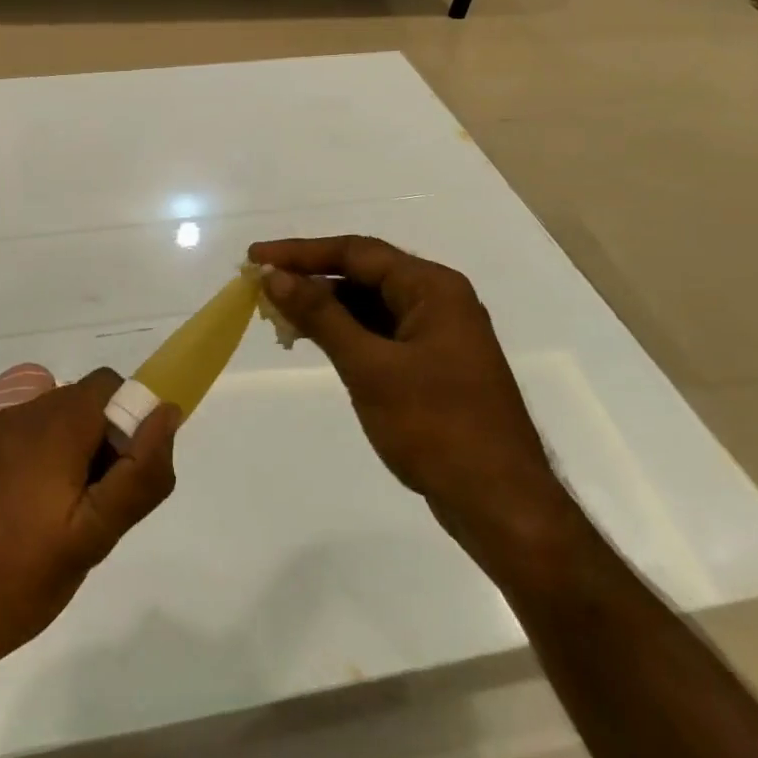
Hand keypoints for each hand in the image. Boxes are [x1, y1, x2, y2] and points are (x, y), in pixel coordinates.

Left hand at [0, 369, 178, 683]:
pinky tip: (29, 527)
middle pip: (84, 404)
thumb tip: (167, 413)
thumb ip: (139, 475)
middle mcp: (23, 415)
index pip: (113, 386)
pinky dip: (43, 468)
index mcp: (56, 423)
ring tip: (65, 525)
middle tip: (98, 511)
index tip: (125, 480)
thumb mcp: (92, 537)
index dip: (132, 423)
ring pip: (55, 425)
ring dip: (74, 457)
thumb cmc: (14, 578)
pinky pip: (25, 444)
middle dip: (105, 444)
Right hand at [248, 237, 570, 566]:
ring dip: (325, 308)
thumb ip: (321, 316)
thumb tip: (275, 276)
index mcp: (432, 288)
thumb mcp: (370, 367)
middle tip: (260, 288)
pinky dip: (345, 333)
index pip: (356, 252)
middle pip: (363, 274)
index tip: (256, 258)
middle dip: (311, 279)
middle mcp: (438, 300)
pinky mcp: (432, 364)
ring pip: (370, 304)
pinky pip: (379, 332)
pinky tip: (313, 342)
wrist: (501, 505)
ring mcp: (437, 334)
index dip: (301, 252)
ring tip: (277, 316)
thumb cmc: (436, 428)